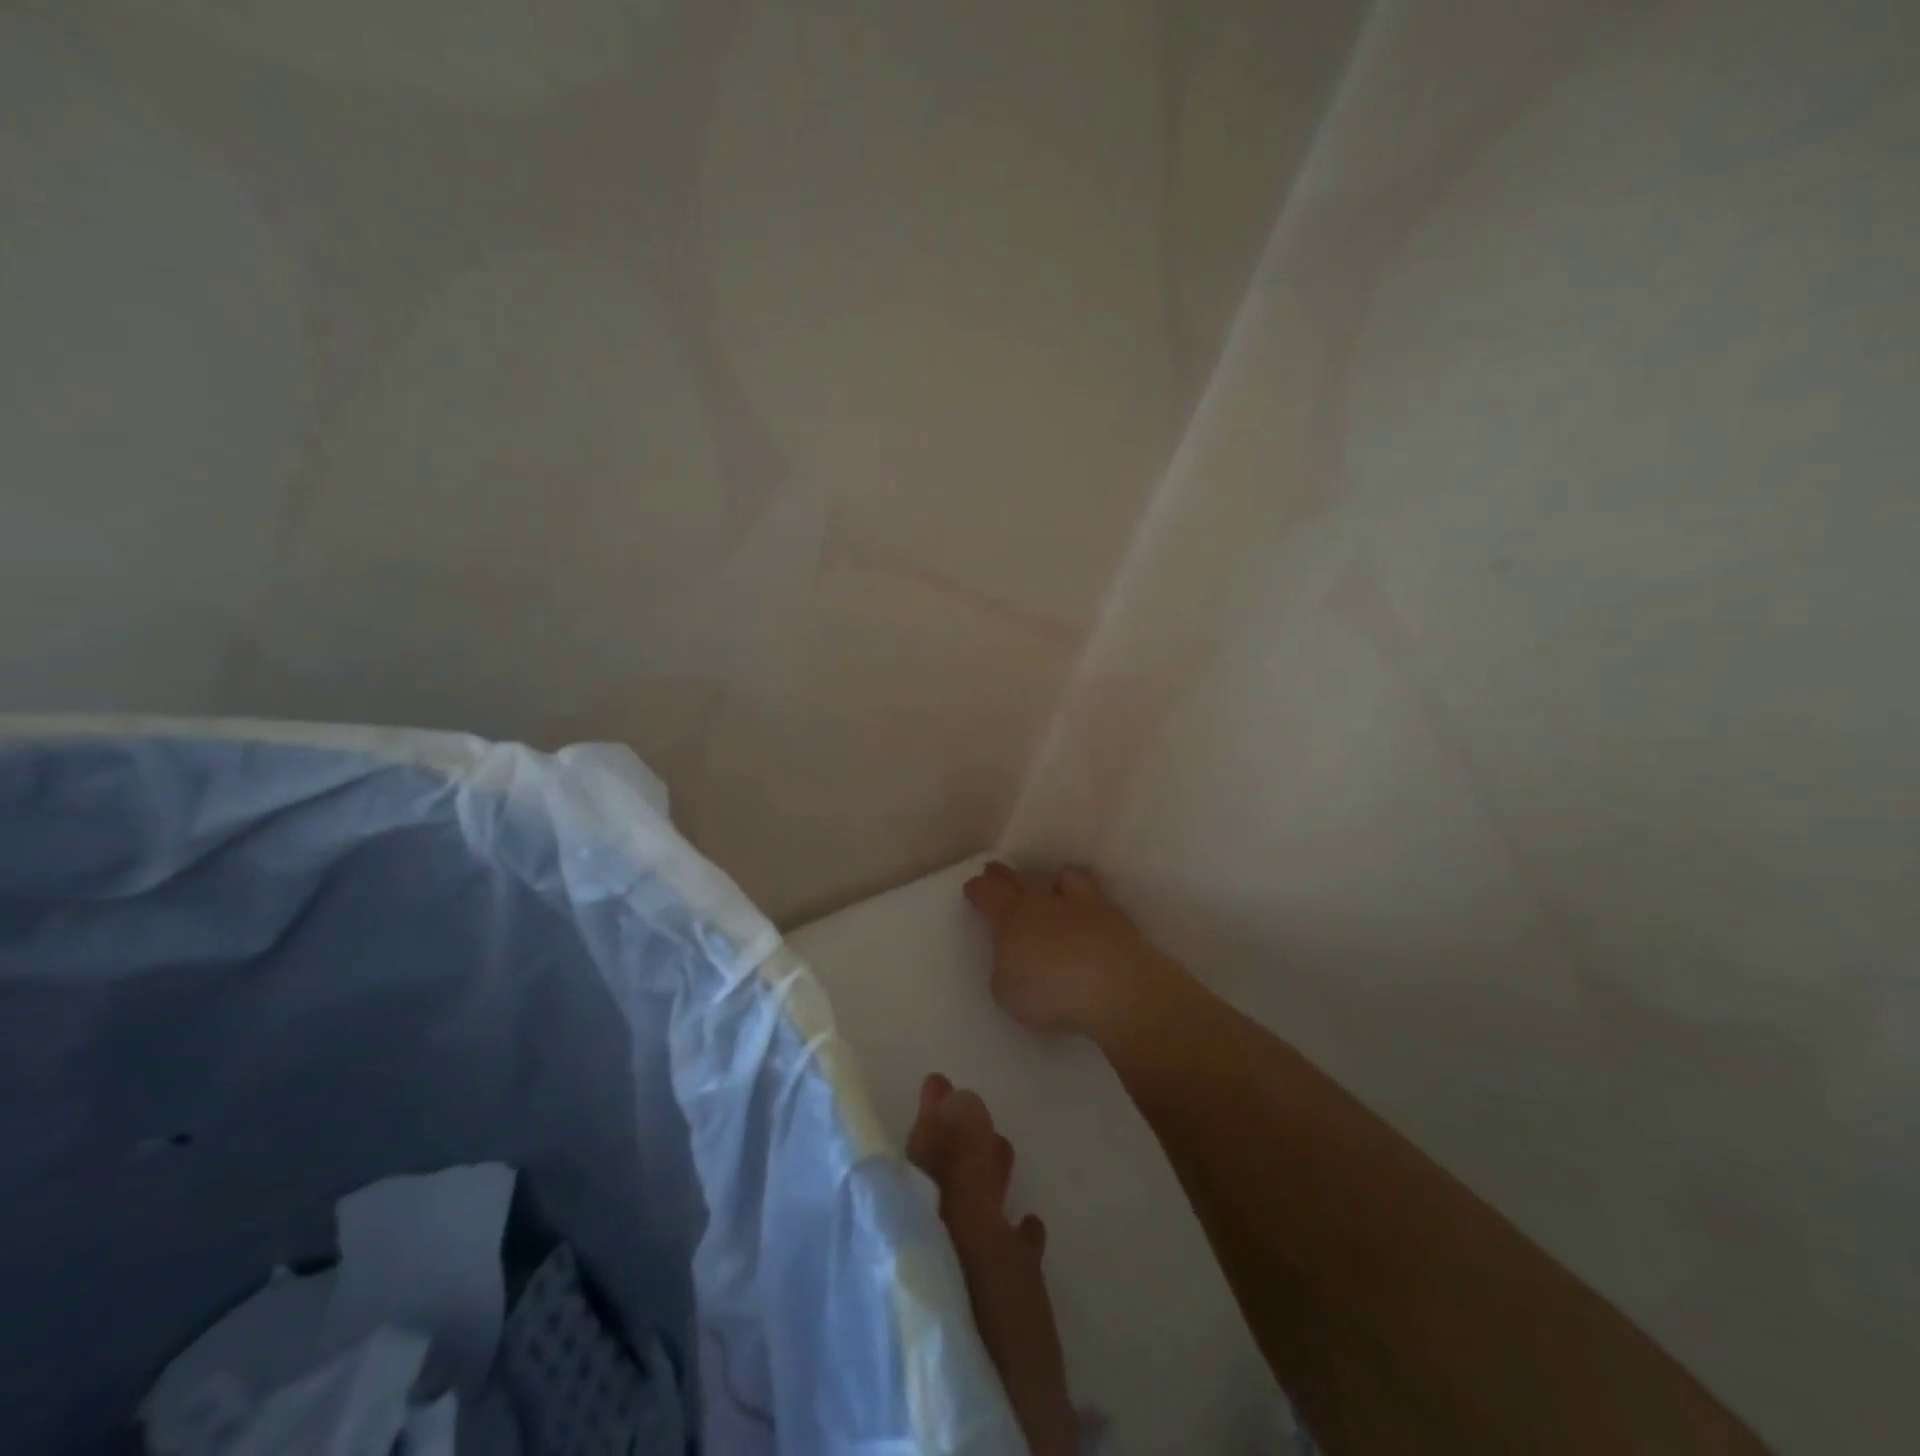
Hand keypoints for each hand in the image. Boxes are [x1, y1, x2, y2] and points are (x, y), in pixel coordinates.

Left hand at [907, 1074, 1077, 1455]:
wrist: (997, 1446)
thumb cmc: (984, 1331)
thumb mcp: (975, 1243)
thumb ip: (962, 1171)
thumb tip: (957, 1093)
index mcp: (911, 1238)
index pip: (913, 1165)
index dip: (928, 1120)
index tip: (939, 1078)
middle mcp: (923, 1268)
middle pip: (936, 1193)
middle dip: (955, 1145)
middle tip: (967, 1098)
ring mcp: (954, 1307)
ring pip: (965, 1227)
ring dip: (984, 1185)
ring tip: (1006, 1147)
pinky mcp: (988, 1345)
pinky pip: (994, 1273)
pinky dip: (1009, 1242)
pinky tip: (1032, 1229)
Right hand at [962, 861, 1182, 1041]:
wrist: (1117, 988)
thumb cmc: (1051, 992)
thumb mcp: (1008, 991)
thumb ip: (1006, 969)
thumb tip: (1015, 960)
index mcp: (1013, 918)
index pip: (989, 894)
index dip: (978, 889)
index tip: (973, 886)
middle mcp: (1046, 903)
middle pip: (1020, 880)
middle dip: (1004, 875)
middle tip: (996, 871)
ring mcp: (1084, 907)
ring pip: (1066, 878)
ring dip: (1055, 880)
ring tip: (1054, 886)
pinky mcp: (1115, 920)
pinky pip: (1096, 901)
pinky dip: (1087, 906)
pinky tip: (1090, 918)